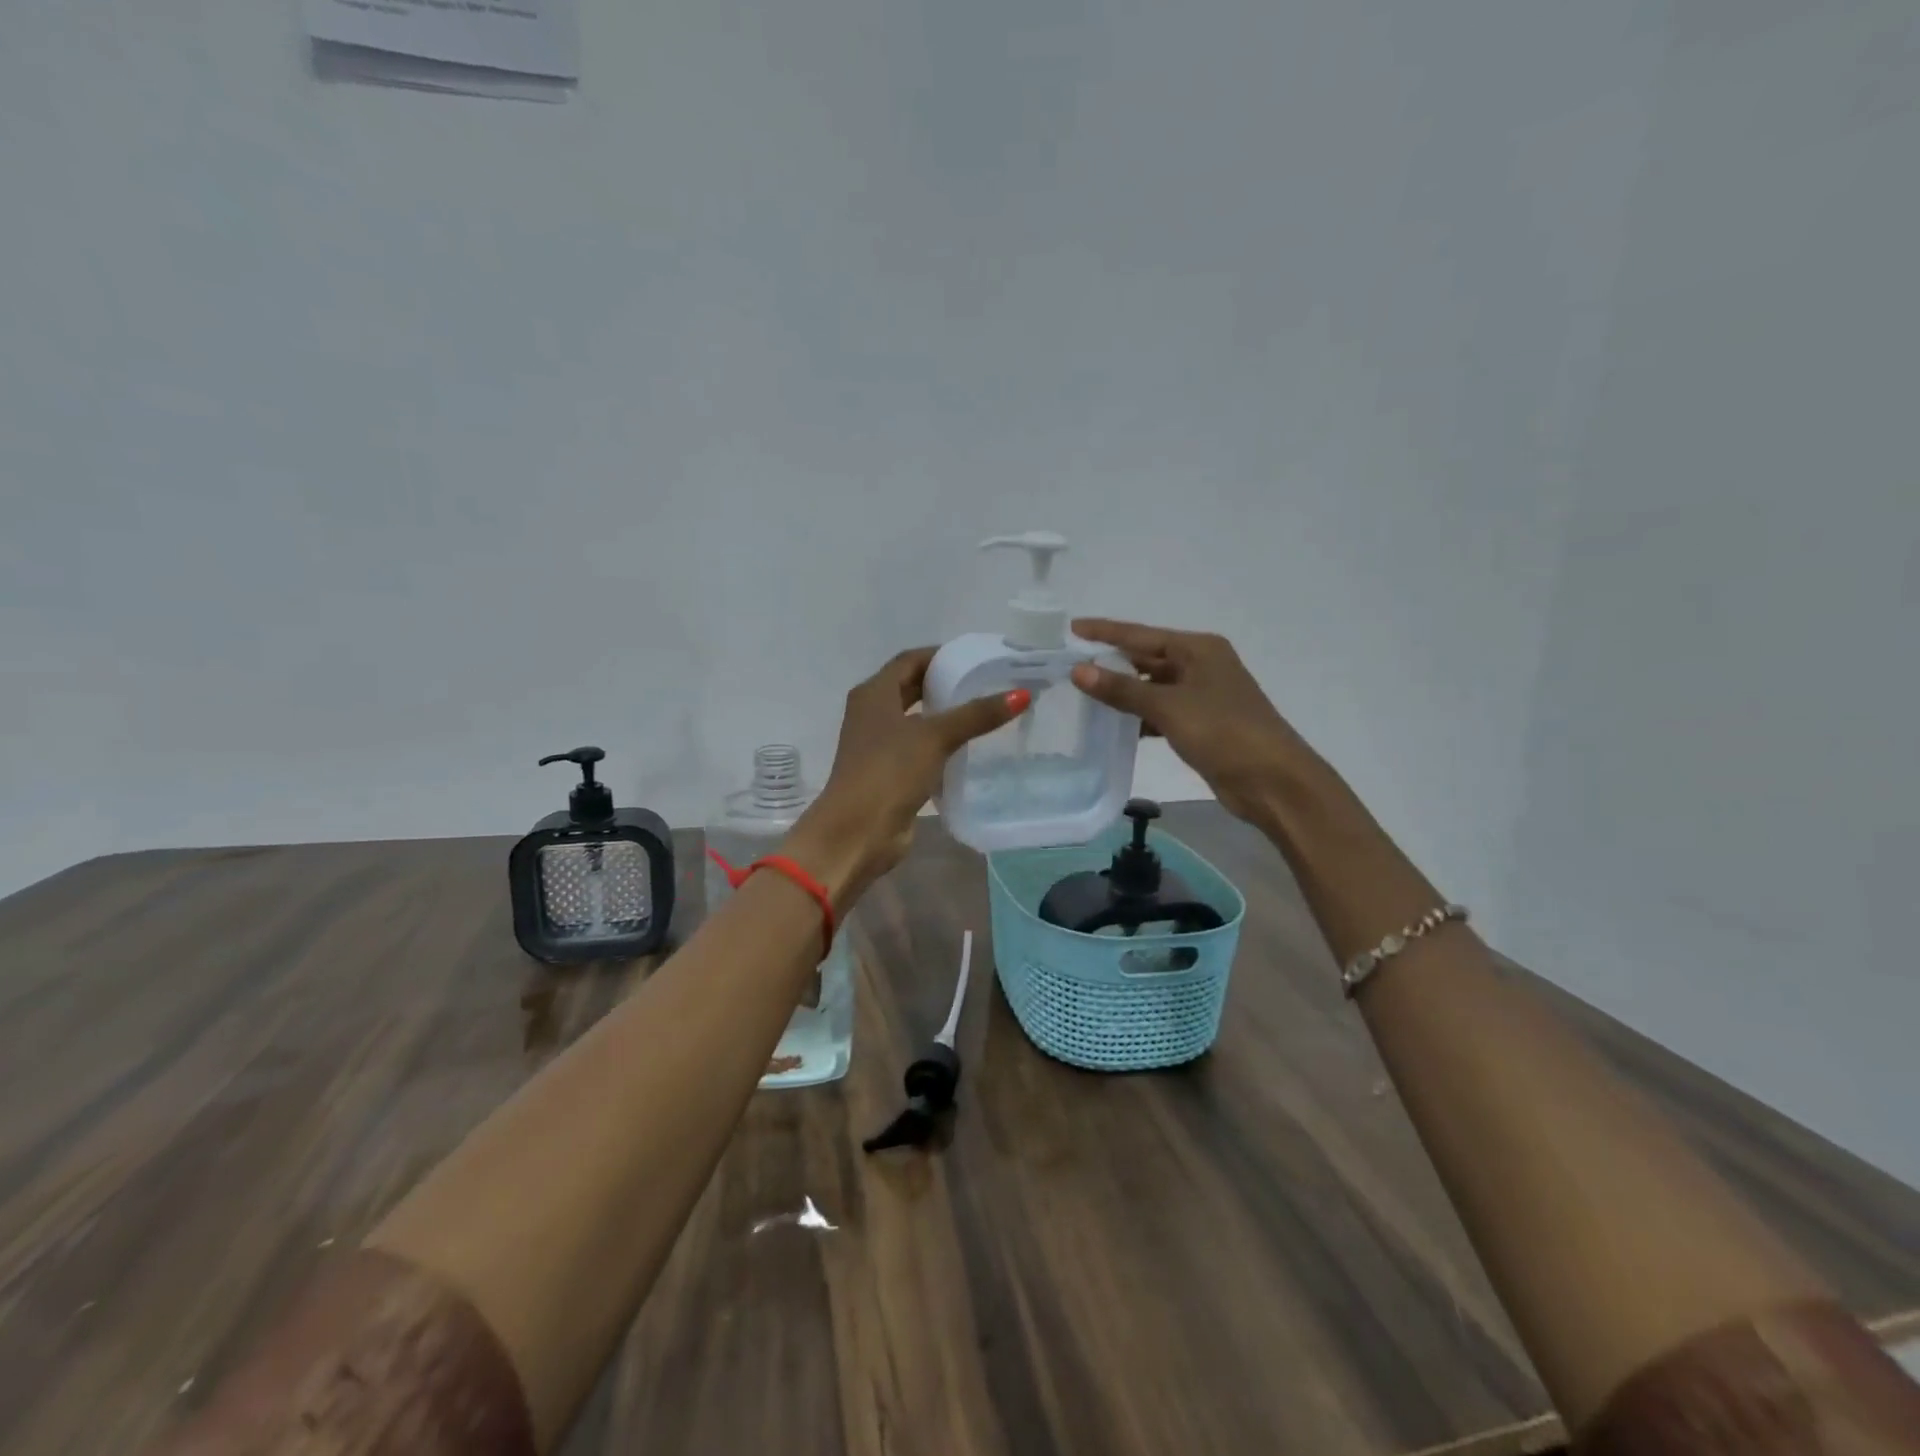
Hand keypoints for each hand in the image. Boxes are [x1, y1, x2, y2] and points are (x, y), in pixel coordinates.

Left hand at [789, 648, 1028, 908]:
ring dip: (943, 715)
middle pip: (911, 687)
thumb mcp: (935, 737)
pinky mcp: (888, 772)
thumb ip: (977, 715)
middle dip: (945, 684)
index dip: (941, 655)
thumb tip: (1021, 694)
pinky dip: (939, 743)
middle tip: (985, 683)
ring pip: (915, 719)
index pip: (910, 660)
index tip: (976, 658)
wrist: (858, 831)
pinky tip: (967, 748)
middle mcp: (872, 713)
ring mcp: (878, 744)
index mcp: (874, 694)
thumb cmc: (889, 772)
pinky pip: (918, 748)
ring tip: (982, 712)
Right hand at [1069, 619, 1317, 822]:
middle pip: (1146, 658)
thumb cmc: (1223, 732)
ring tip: (1083, 694)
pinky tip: (1115, 724)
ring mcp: (1202, 695)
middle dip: (1111, 663)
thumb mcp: (1168, 707)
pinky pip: (1161, 711)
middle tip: (1070, 665)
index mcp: (1198, 649)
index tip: (1071, 629)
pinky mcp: (1202, 724)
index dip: (1104, 632)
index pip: (1140, 635)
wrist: (1273, 781)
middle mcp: (1201, 665)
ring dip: (1123, 691)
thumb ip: (1121, 689)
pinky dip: (1139, 715)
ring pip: (1152, 687)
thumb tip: (1079, 670)